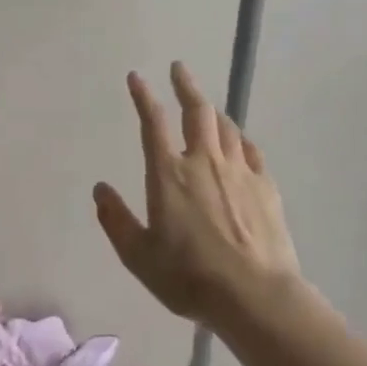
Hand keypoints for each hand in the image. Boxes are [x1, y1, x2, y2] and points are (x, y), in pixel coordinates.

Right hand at [93, 63, 304, 328]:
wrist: (255, 296)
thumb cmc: (188, 276)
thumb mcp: (138, 255)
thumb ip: (116, 220)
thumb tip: (100, 189)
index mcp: (168, 175)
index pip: (153, 123)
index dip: (143, 96)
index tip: (136, 77)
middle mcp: (203, 162)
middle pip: (198, 111)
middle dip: (186, 86)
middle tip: (179, 69)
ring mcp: (239, 172)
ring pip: (227, 127)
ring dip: (213, 112)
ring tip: (206, 108)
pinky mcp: (266, 187)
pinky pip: (251, 151)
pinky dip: (241, 140)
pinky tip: (240, 142)